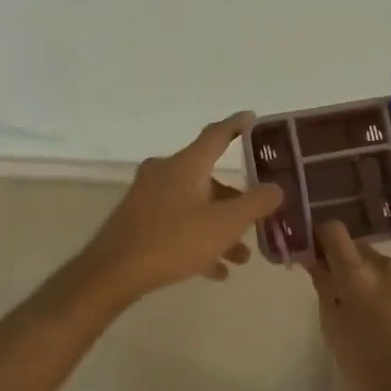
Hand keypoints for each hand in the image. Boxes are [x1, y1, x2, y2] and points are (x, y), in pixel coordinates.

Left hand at [80, 114, 284, 304]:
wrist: (113, 272)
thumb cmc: (174, 239)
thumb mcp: (225, 224)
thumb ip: (255, 204)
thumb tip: (276, 187)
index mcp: (186, 164)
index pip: (216, 134)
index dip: (236, 125)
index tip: (251, 118)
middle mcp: (166, 171)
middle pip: (207, 177)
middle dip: (234, 200)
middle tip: (255, 216)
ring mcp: (148, 195)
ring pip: (194, 204)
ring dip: (218, 226)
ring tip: (240, 257)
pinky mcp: (137, 219)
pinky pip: (176, 223)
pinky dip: (197, 239)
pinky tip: (214, 270)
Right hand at [307, 220, 390, 390]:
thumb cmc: (370, 377)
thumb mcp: (334, 333)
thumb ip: (325, 288)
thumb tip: (316, 260)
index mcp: (357, 276)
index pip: (333, 231)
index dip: (323, 240)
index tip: (318, 257)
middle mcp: (387, 265)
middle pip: (359, 249)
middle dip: (350, 267)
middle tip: (347, 298)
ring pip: (384, 266)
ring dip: (376, 280)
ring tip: (380, 319)